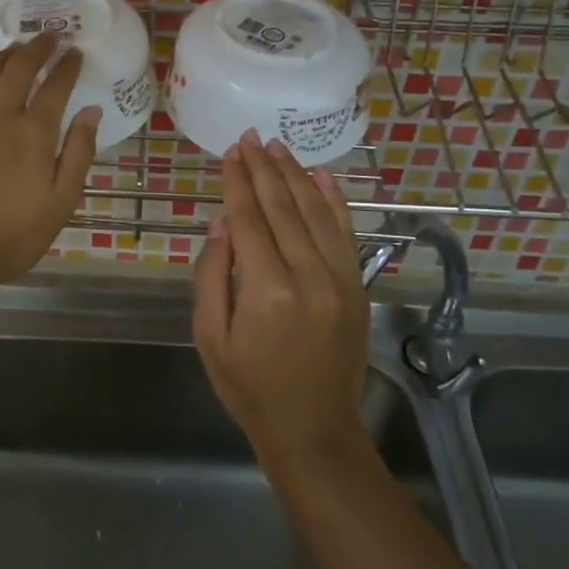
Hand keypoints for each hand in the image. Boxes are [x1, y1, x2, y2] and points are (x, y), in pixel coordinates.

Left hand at [0, 32, 101, 301]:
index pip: (56, 87)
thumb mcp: (61, 201)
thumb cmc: (13, 235)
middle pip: (19, 69)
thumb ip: (78, 152)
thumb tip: (91, 111)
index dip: (68, 66)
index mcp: (34, 133)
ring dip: (4, 56)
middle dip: (37, 48)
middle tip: (49, 36)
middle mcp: (0, 117)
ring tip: (16, 47)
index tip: (76, 52)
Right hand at [193, 132, 372, 472]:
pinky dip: (335, 200)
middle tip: (250, 137)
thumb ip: (213, 275)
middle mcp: (309, 276)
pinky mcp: (358, 287)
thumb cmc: (250, 388)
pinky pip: (346, 233)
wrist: (314, 431)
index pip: (249, 219)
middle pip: (283, 207)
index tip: (231, 151)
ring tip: (277, 146)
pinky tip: (321, 175)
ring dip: (295, 175)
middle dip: (263, 168)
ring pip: (316, 211)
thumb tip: (223, 222)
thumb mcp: (211, 338)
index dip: (238, 181)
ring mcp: (340, 279)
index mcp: (267, 290)